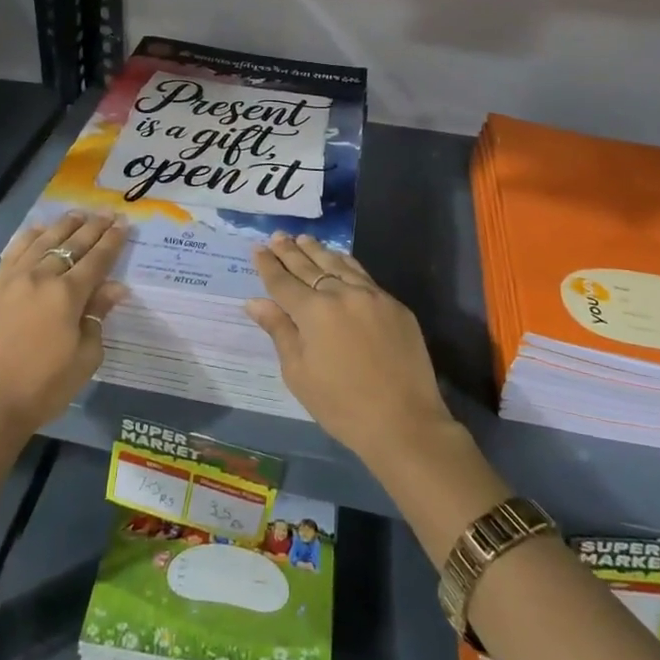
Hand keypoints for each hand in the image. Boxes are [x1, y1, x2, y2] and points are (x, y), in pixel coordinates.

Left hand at [0, 211, 128, 438]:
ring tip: (78, 214)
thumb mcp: (84, 358)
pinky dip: (30, 236)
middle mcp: (41, 277)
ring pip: (43, 241)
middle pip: (72, 244)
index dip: (113, 241)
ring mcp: (13, 279)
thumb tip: (115, 288)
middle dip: (93, 227)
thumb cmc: (42, 388)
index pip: (97, 259)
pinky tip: (38, 230)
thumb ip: (98, 317)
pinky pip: (14, 251)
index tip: (124, 224)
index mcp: (68, 295)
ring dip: (63, 225)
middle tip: (108, 213)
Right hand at [247, 233, 453, 463]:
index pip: (283, 281)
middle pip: (310, 266)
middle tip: (277, 236)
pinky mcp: (394, 304)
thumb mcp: (299, 373)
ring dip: (318, 251)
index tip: (257, 248)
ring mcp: (372, 296)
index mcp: (314, 311)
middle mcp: (341, 293)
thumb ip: (279, 331)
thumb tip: (254, 302)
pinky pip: (363, 275)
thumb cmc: (342, 405)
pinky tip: (339, 259)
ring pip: (338, 264)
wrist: (404, 423)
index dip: (268, 265)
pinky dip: (346, 264)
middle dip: (290, 251)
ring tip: (304, 240)